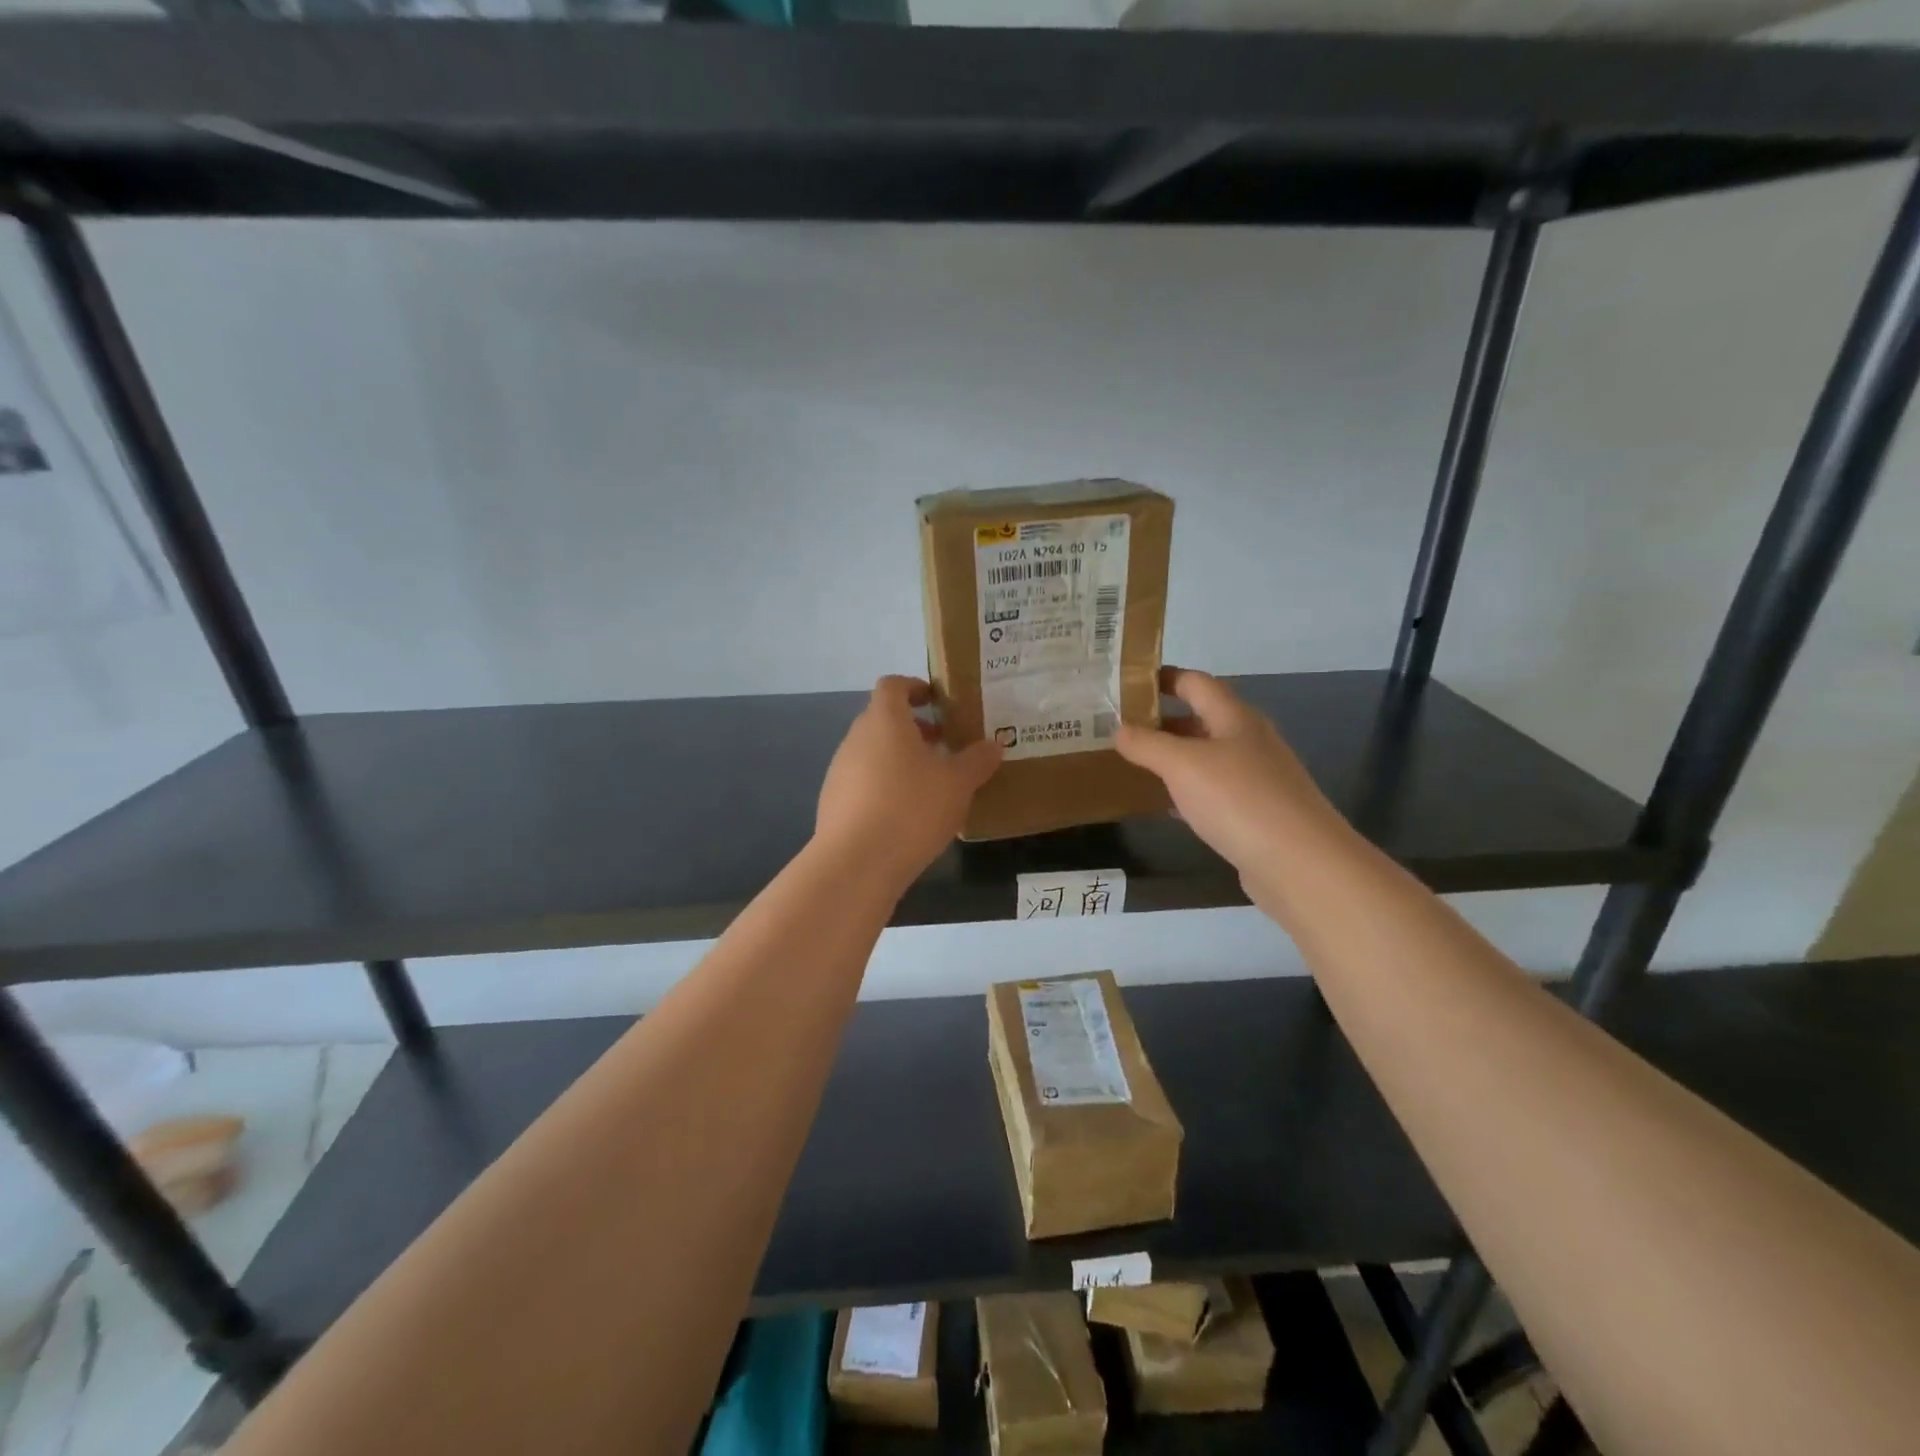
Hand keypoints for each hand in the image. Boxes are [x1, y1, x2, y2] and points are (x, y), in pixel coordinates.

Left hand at [815, 676, 1002, 891]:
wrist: (856, 864)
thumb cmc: (911, 809)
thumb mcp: (957, 784)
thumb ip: (977, 760)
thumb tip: (993, 744)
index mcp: (884, 721)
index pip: (892, 686)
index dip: (914, 687)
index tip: (937, 700)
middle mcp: (856, 738)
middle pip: (882, 719)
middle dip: (913, 727)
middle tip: (944, 744)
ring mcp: (839, 771)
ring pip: (873, 752)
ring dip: (899, 758)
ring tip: (930, 784)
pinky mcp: (833, 802)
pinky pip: (863, 781)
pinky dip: (884, 785)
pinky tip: (906, 815)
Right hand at [1115, 668, 1344, 908]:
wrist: (1300, 863)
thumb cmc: (1239, 800)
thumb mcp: (1182, 765)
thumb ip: (1147, 744)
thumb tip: (1119, 729)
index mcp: (1234, 718)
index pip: (1195, 683)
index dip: (1162, 678)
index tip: (1125, 685)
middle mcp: (1248, 741)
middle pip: (1200, 719)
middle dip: (1160, 721)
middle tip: (1117, 729)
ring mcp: (1255, 778)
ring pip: (1205, 757)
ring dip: (1171, 758)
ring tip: (1131, 763)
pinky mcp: (1255, 813)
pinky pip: (1212, 792)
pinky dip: (1185, 792)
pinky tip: (1163, 805)